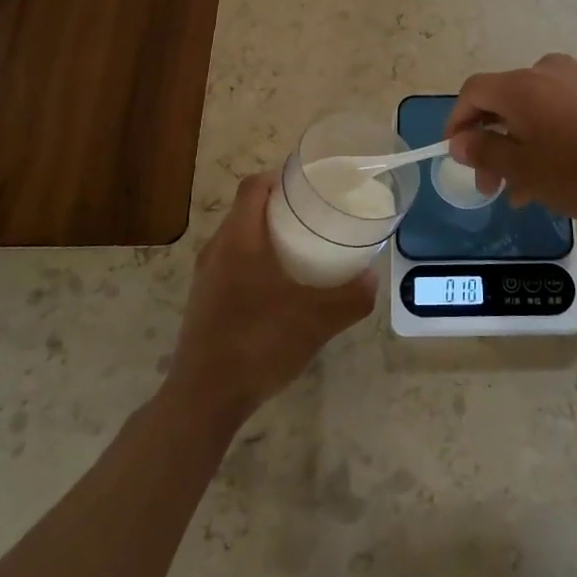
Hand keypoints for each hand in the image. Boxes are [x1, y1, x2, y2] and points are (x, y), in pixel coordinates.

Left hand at [164, 173, 375, 430]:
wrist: (205, 398)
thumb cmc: (258, 344)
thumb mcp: (316, 321)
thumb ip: (351, 297)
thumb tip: (372, 277)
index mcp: (239, 239)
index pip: (253, 186)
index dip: (280, 178)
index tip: (309, 186)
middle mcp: (217, 249)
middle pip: (247, 210)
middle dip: (280, 207)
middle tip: (315, 218)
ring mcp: (206, 276)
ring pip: (238, 238)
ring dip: (267, 236)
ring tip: (302, 250)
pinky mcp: (204, 300)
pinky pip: (231, 263)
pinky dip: (255, 261)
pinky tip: (279, 289)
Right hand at [445, 54, 576, 222]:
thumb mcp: (527, 171)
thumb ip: (486, 153)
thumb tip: (460, 141)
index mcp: (521, 86)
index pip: (472, 93)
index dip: (457, 123)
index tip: (457, 157)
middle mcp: (546, 71)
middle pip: (503, 101)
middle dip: (491, 143)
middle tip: (493, 186)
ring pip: (534, 109)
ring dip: (521, 144)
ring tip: (528, 191)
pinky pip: (563, 108)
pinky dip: (550, 135)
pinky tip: (562, 171)